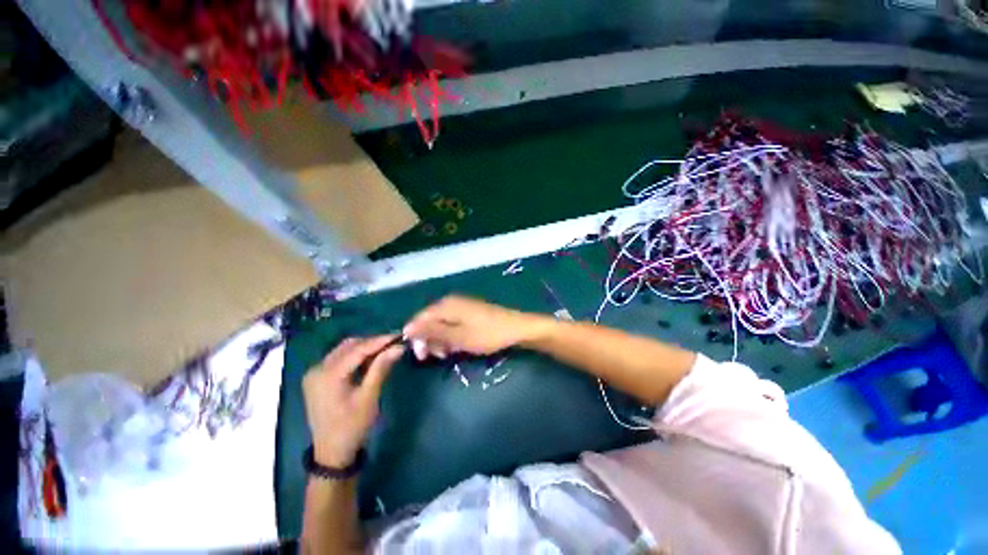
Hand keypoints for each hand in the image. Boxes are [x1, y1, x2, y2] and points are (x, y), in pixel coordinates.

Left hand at [302, 335, 403, 466]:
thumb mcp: (369, 397)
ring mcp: (314, 373)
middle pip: (349, 346)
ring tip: (385, 350)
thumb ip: (381, 368)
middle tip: (394, 344)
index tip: (399, 336)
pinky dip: (355, 356)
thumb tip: (398, 347)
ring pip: (344, 350)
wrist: (331, 452)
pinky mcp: (317, 378)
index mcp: (328, 375)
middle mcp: (317, 369)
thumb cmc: (352, 426)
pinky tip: (370, 360)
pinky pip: (339, 358)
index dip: (379, 341)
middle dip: (372, 343)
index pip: (357, 349)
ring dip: (364, 348)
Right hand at [402, 295, 548, 359]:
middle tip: (438, 357)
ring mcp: (461, 306)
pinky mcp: (470, 312)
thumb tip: (407, 328)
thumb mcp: (458, 337)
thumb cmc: (487, 334)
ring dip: (440, 340)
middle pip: (429, 320)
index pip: (419, 318)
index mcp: (446, 305)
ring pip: (441, 323)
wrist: (517, 328)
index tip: (421, 355)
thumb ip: (432, 331)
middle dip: (429, 340)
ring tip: (449, 353)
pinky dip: (451, 336)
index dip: (416, 336)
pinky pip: (452, 323)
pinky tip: (457, 346)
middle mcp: (451, 302)